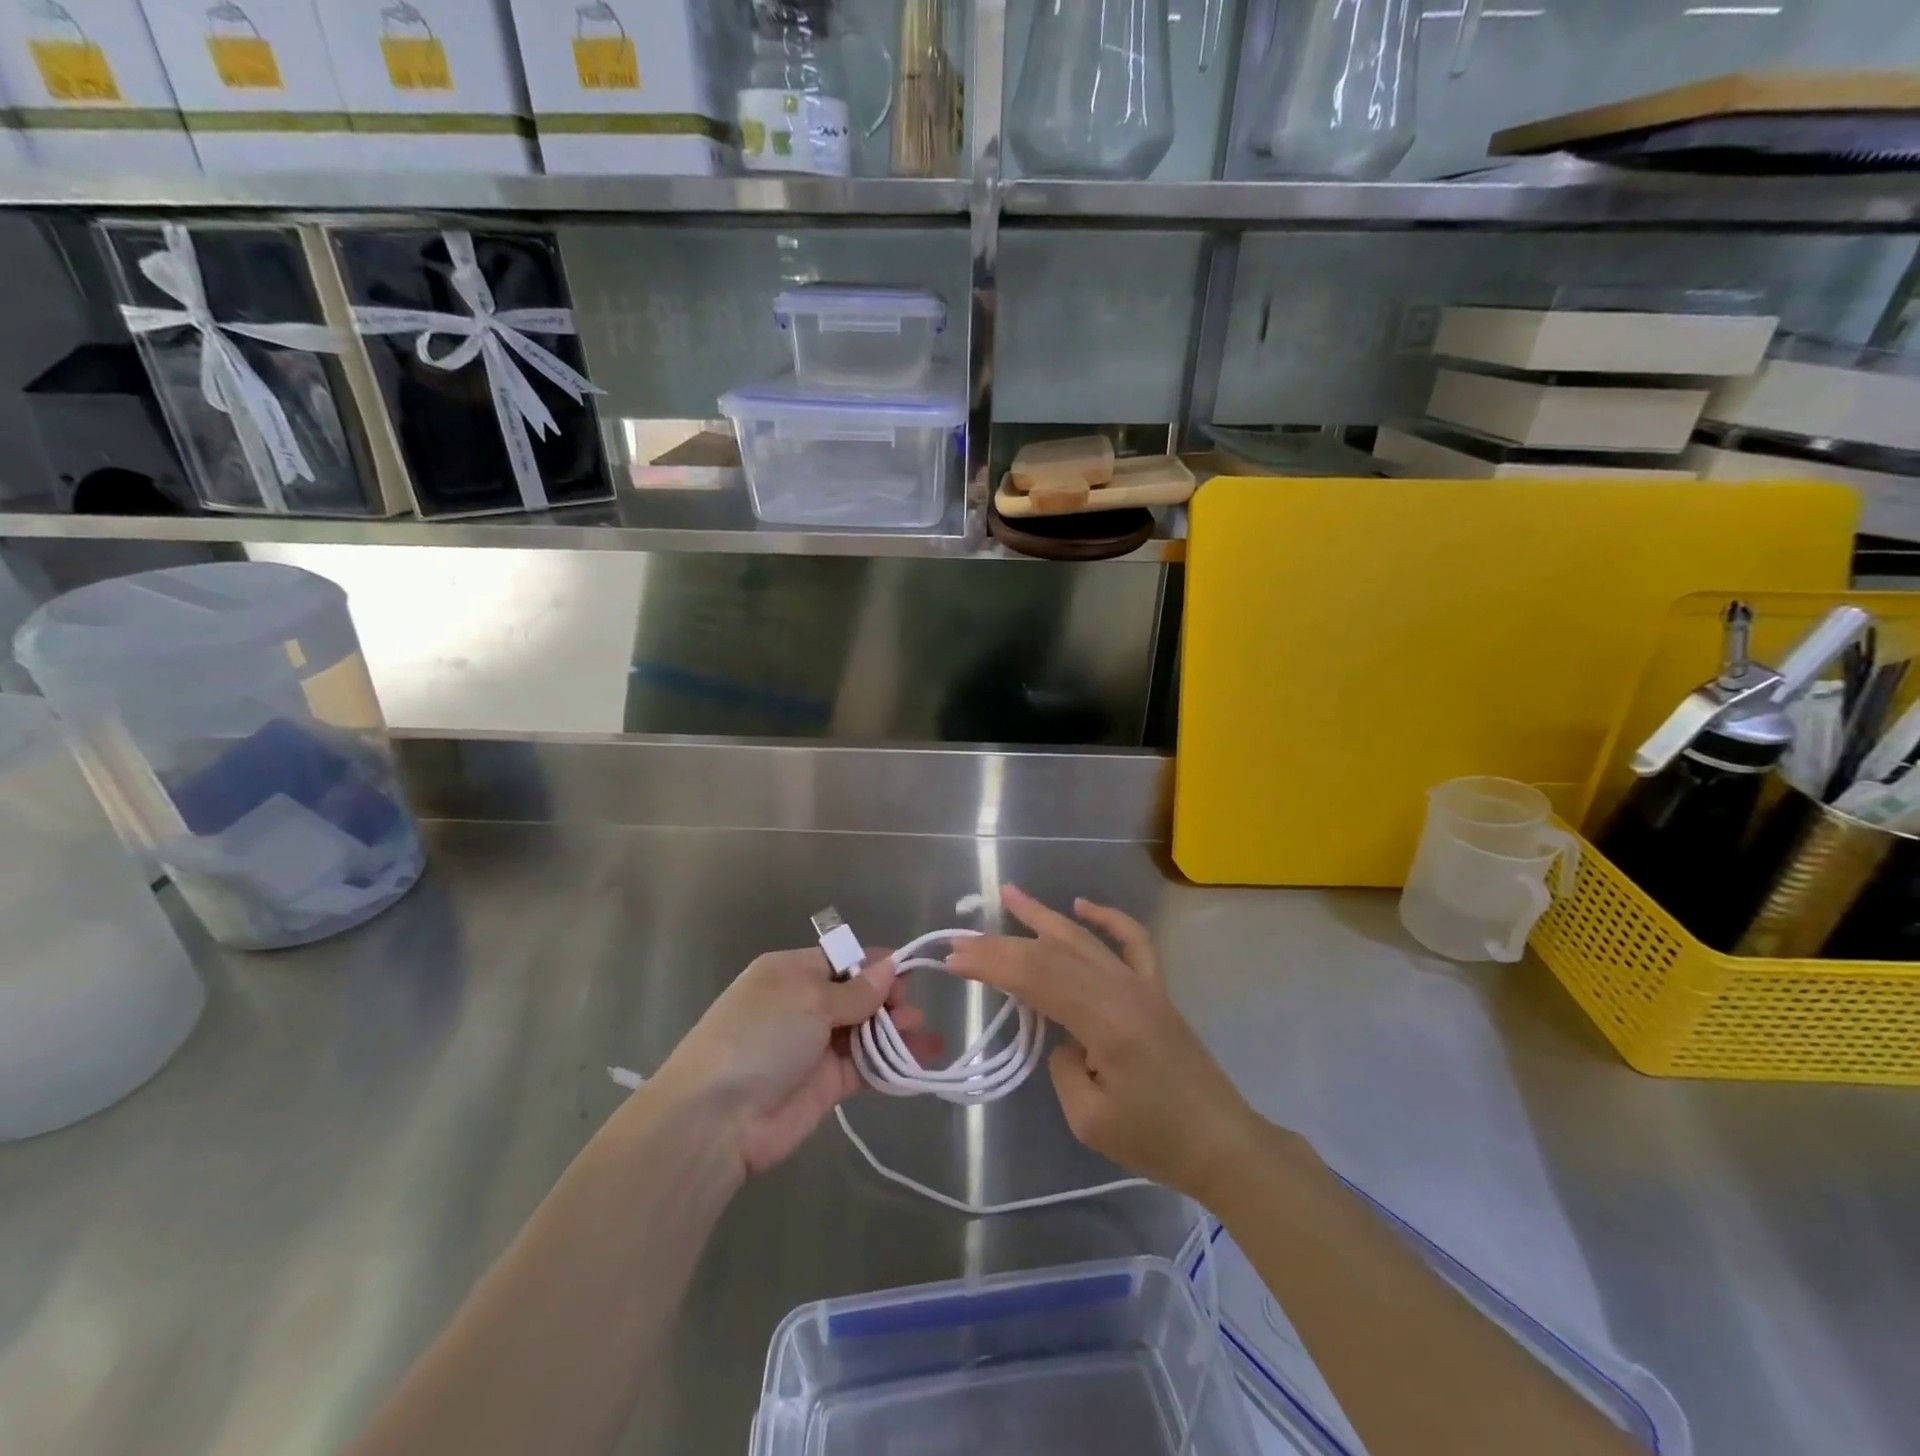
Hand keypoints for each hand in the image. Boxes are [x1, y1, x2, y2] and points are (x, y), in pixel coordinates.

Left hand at [651, 948, 941, 1176]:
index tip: (906, 974)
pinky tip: (920, 1061)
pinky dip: (891, 1064)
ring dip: (896, 1031)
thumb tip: (888, 968)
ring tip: (925, 1035)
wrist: (717, 1118)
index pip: (842, 960)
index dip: (874, 966)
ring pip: (866, 1032)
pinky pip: (866, 1067)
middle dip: (889, 1000)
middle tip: (911, 1011)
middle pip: (858, 995)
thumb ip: (855, 990)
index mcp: (792, 972)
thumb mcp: (808, 1000)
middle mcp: (804, 1005)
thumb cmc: (760, 1037)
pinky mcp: (827, 1085)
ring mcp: (815, 1046)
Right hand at [945, 885, 1262, 1204]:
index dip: (991, 966)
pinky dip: (1107, 918)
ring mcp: (1142, 984)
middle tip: (961, 940)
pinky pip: (1132, 941)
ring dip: (1043, 916)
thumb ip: (1063, 1065)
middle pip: (1051, 954)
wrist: (1222, 1144)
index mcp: (1104, 1019)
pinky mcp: (1156, 989)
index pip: (1035, 978)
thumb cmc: (1156, 1140)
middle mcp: (1122, 988)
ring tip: (1009, 894)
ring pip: (1083, 938)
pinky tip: (1082, 905)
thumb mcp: (1090, 1118)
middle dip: (1002, 946)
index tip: (953, 961)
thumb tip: (1060, 1035)